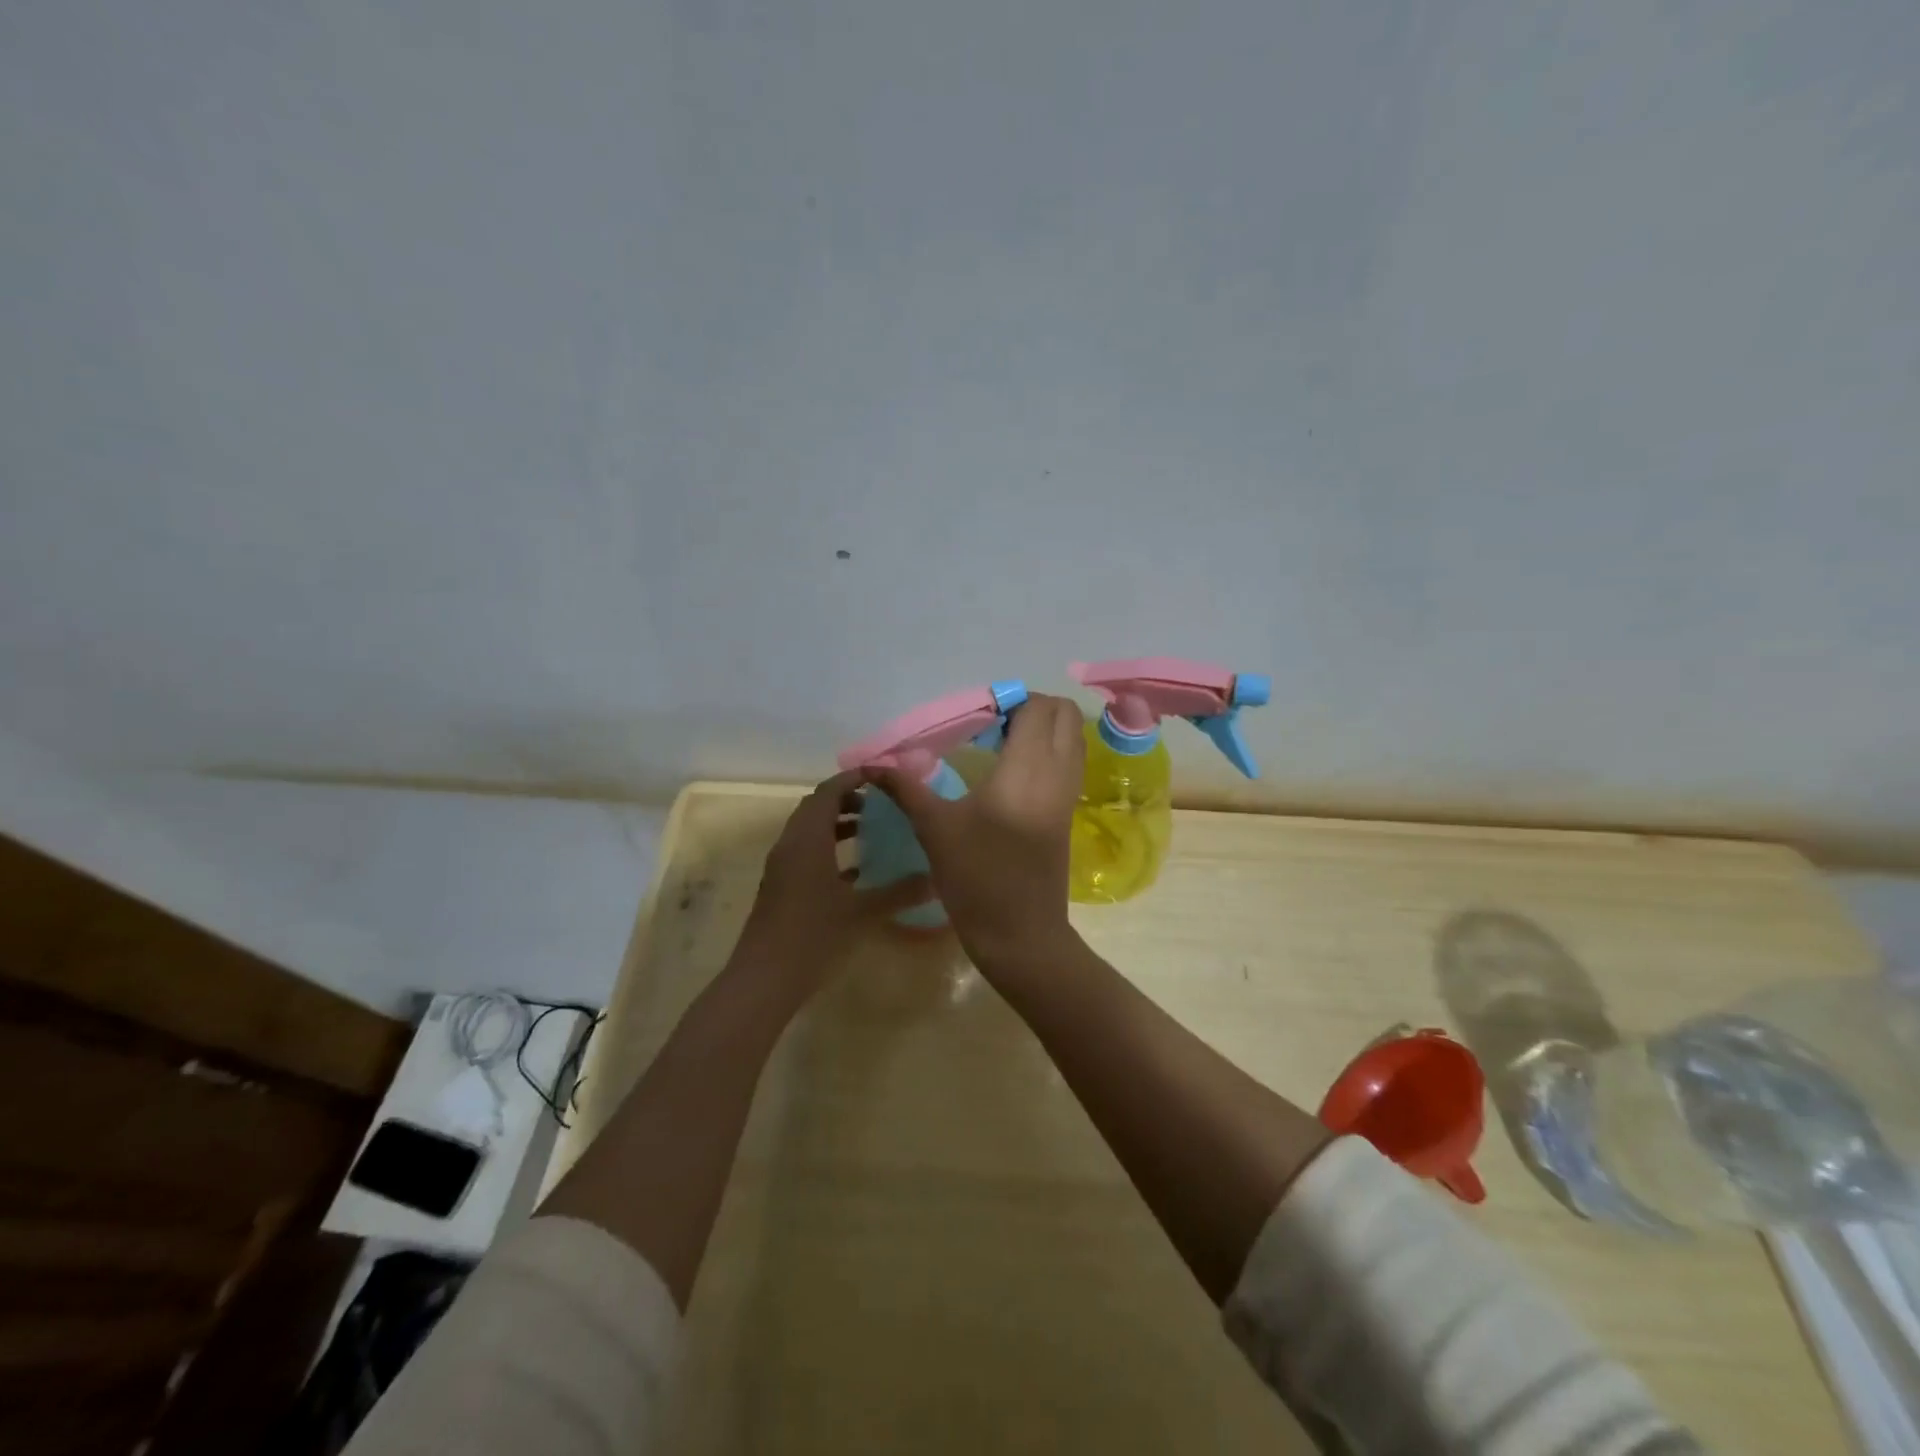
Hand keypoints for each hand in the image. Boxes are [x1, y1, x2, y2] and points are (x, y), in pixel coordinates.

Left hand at [734, 770, 932, 1003]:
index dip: (854, 778)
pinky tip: (856, 871)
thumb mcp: (862, 913)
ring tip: (871, 830)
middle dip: (847, 799)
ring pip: (810, 831)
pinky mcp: (780, 888)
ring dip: (837, 824)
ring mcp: (782, 867)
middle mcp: (790, 845)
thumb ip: (899, 892)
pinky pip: (805, 854)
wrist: (763, 980)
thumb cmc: (812, 937)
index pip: (829, 792)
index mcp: (807, 839)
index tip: (883, 776)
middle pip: (816, 807)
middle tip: (881, 801)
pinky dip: (828, 850)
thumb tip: (936, 878)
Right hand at [872, 693, 1085, 974]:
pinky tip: (1011, 773)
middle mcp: (1057, 773)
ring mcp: (1068, 793)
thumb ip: (906, 788)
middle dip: (1030, 707)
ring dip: (1043, 728)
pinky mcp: (1068, 813)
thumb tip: (871, 764)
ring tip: (1000, 745)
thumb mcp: (935, 829)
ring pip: (1072, 738)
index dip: (1008, 701)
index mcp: (1027, 768)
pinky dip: (1049, 751)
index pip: (1036, 707)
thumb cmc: (977, 878)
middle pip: (1063, 714)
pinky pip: (1069, 762)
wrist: (1021, 934)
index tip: (976, 717)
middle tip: (991, 725)